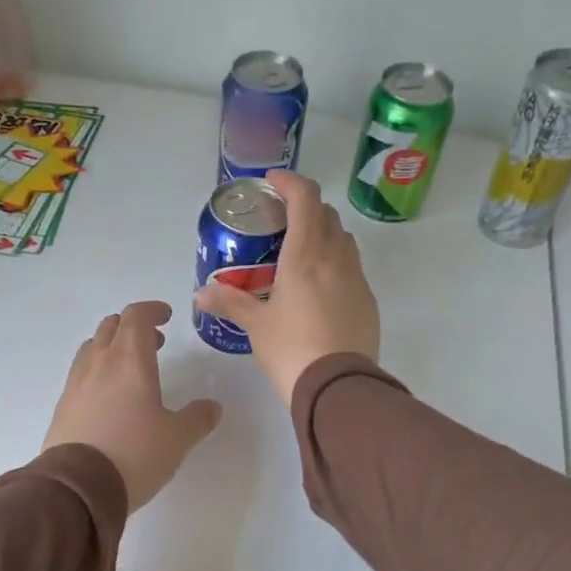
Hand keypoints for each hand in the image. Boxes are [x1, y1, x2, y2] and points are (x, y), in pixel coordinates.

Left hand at [43, 301, 222, 510]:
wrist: (77, 488)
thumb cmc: (135, 454)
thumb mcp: (177, 439)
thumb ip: (197, 418)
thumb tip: (212, 407)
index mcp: (130, 360)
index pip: (137, 316)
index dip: (152, 310)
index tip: (166, 316)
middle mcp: (99, 363)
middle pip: (111, 326)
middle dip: (133, 327)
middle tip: (154, 343)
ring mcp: (76, 384)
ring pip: (92, 347)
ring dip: (112, 346)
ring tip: (130, 368)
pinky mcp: (62, 406)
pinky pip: (81, 374)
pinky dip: (97, 371)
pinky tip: (109, 397)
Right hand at [193, 170, 380, 404]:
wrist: (339, 388)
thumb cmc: (292, 350)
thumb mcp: (257, 326)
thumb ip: (230, 303)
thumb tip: (201, 293)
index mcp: (305, 255)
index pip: (305, 198)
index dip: (289, 181)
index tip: (272, 182)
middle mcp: (336, 258)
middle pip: (326, 215)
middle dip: (305, 209)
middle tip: (281, 223)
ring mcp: (357, 279)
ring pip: (343, 240)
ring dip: (323, 235)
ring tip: (299, 255)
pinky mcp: (368, 301)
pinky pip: (352, 269)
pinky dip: (335, 264)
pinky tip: (319, 290)